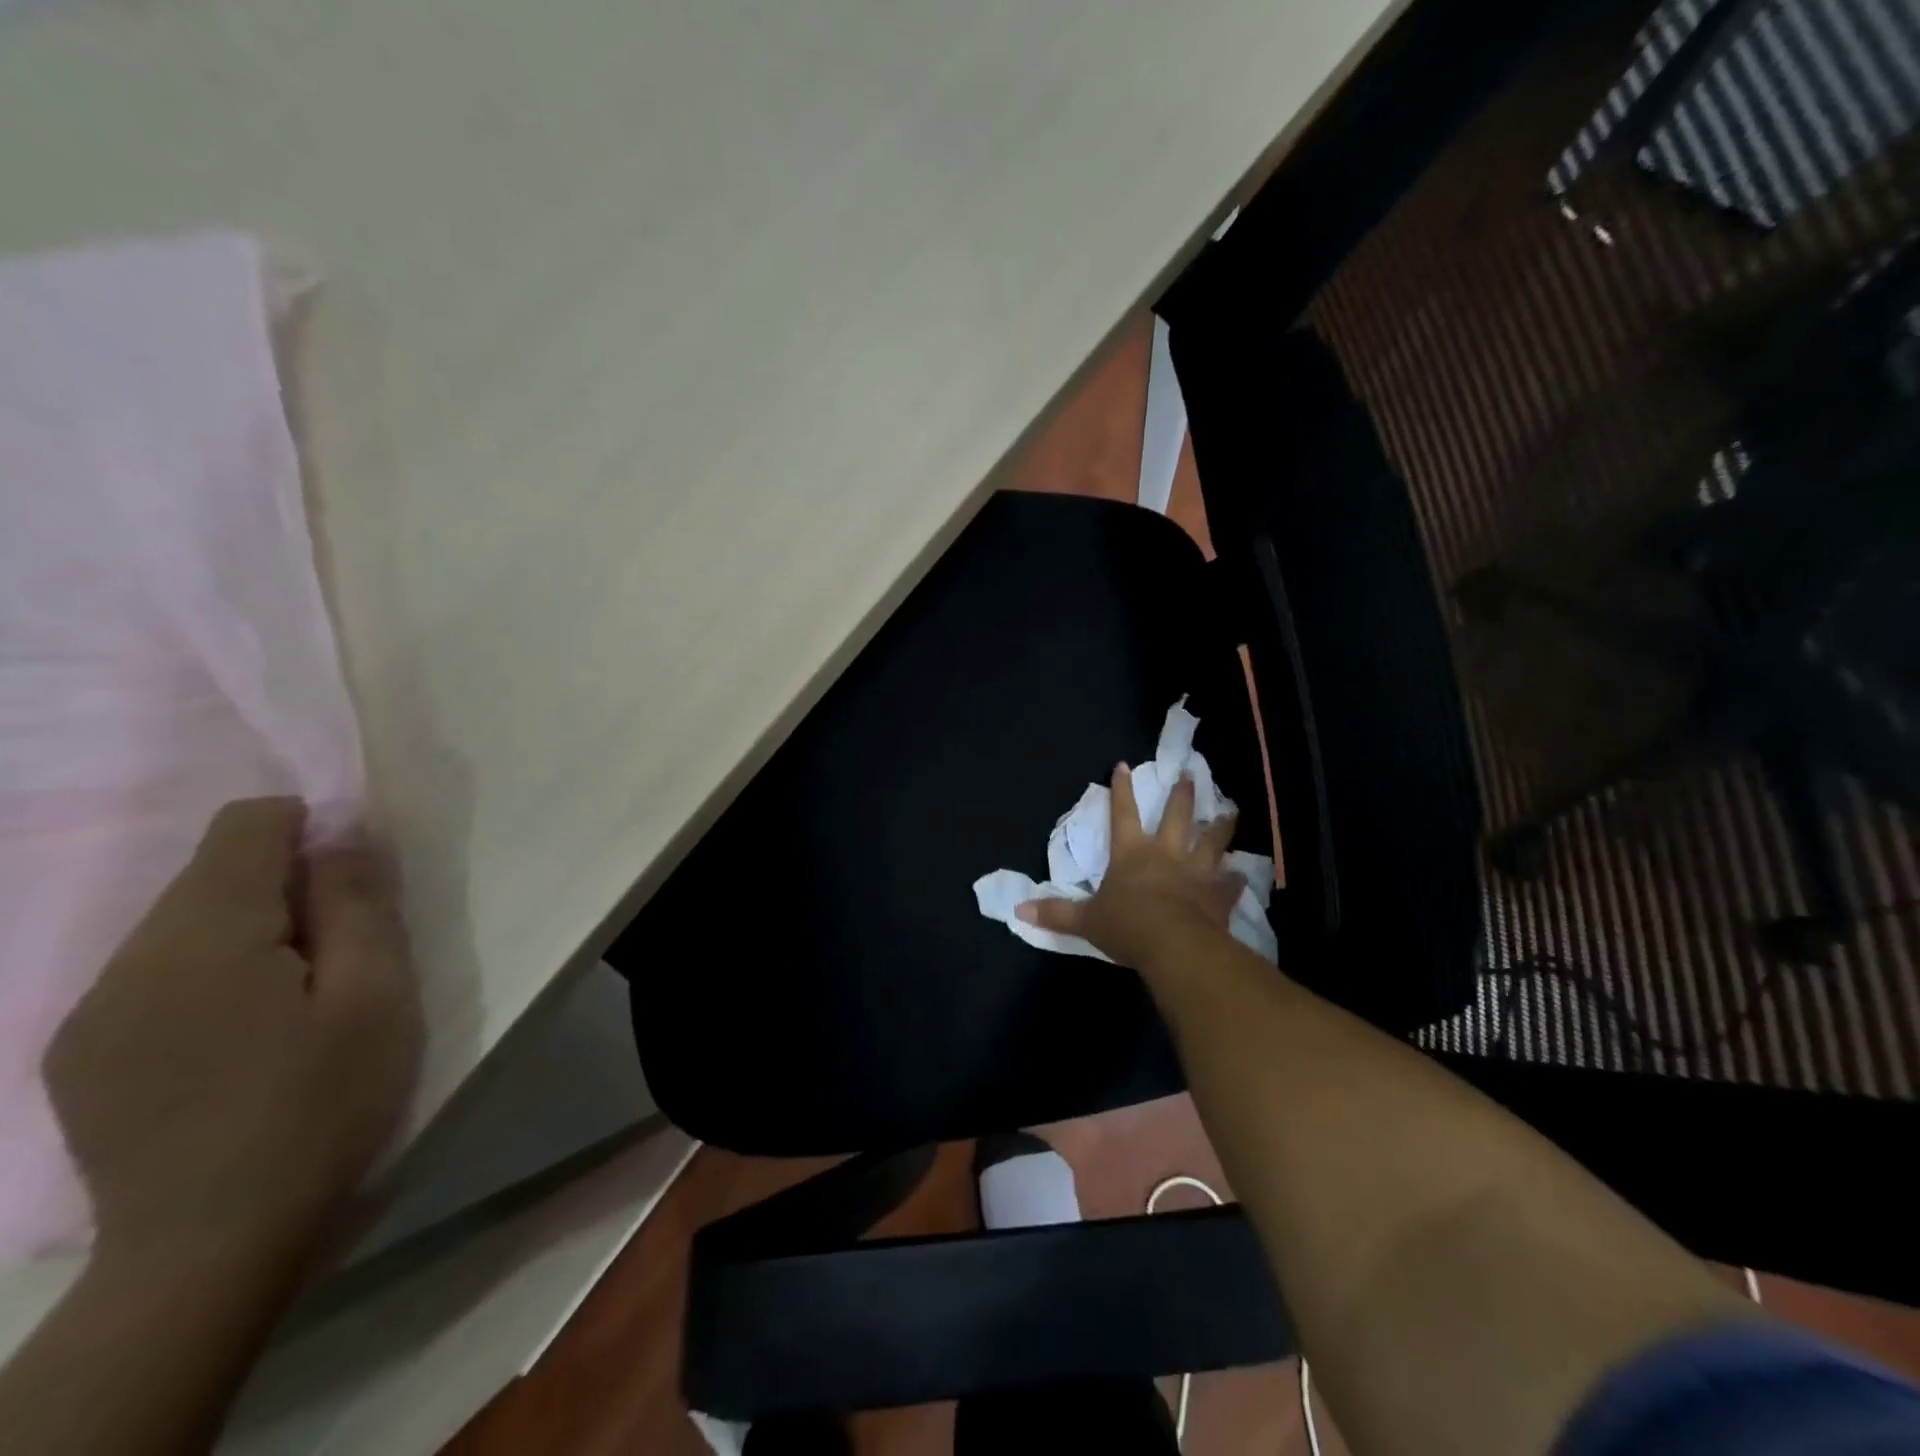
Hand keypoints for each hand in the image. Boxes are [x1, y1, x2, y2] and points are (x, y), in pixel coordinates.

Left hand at [43, 798, 422, 1271]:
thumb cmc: (321, 1107)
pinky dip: (209, 973)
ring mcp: (88, 1013)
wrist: (210, 1248)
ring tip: (294, 1000)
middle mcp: (126, 962)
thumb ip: (358, 905)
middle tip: (341, 953)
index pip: (244, 828)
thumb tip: (343, 835)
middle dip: (284, 887)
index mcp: (204, 940)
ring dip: (248, 933)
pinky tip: (240, 1037)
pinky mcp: (78, 1055)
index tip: (353, 884)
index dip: (309, 829)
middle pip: (209, 874)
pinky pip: (152, 975)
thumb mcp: (376, 997)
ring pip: (180, 925)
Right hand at [1017, 763, 1243, 969]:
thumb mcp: (1086, 921)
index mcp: (1131, 854)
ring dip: (1222, 825)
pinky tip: (1242, 875)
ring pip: (1212, 841)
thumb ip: (1056, 913)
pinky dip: (1236, 879)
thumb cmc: (1127, 926)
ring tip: (1232, 810)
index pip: (1123, 813)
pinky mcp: (1218, 895)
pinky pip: (1230, 883)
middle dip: (1182, 794)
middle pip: (1176, 816)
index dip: (1121, 790)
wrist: (1175, 946)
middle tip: (1190, 774)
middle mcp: (1166, 854)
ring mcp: (1196, 872)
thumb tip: (1018, 911)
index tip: (1124, 765)